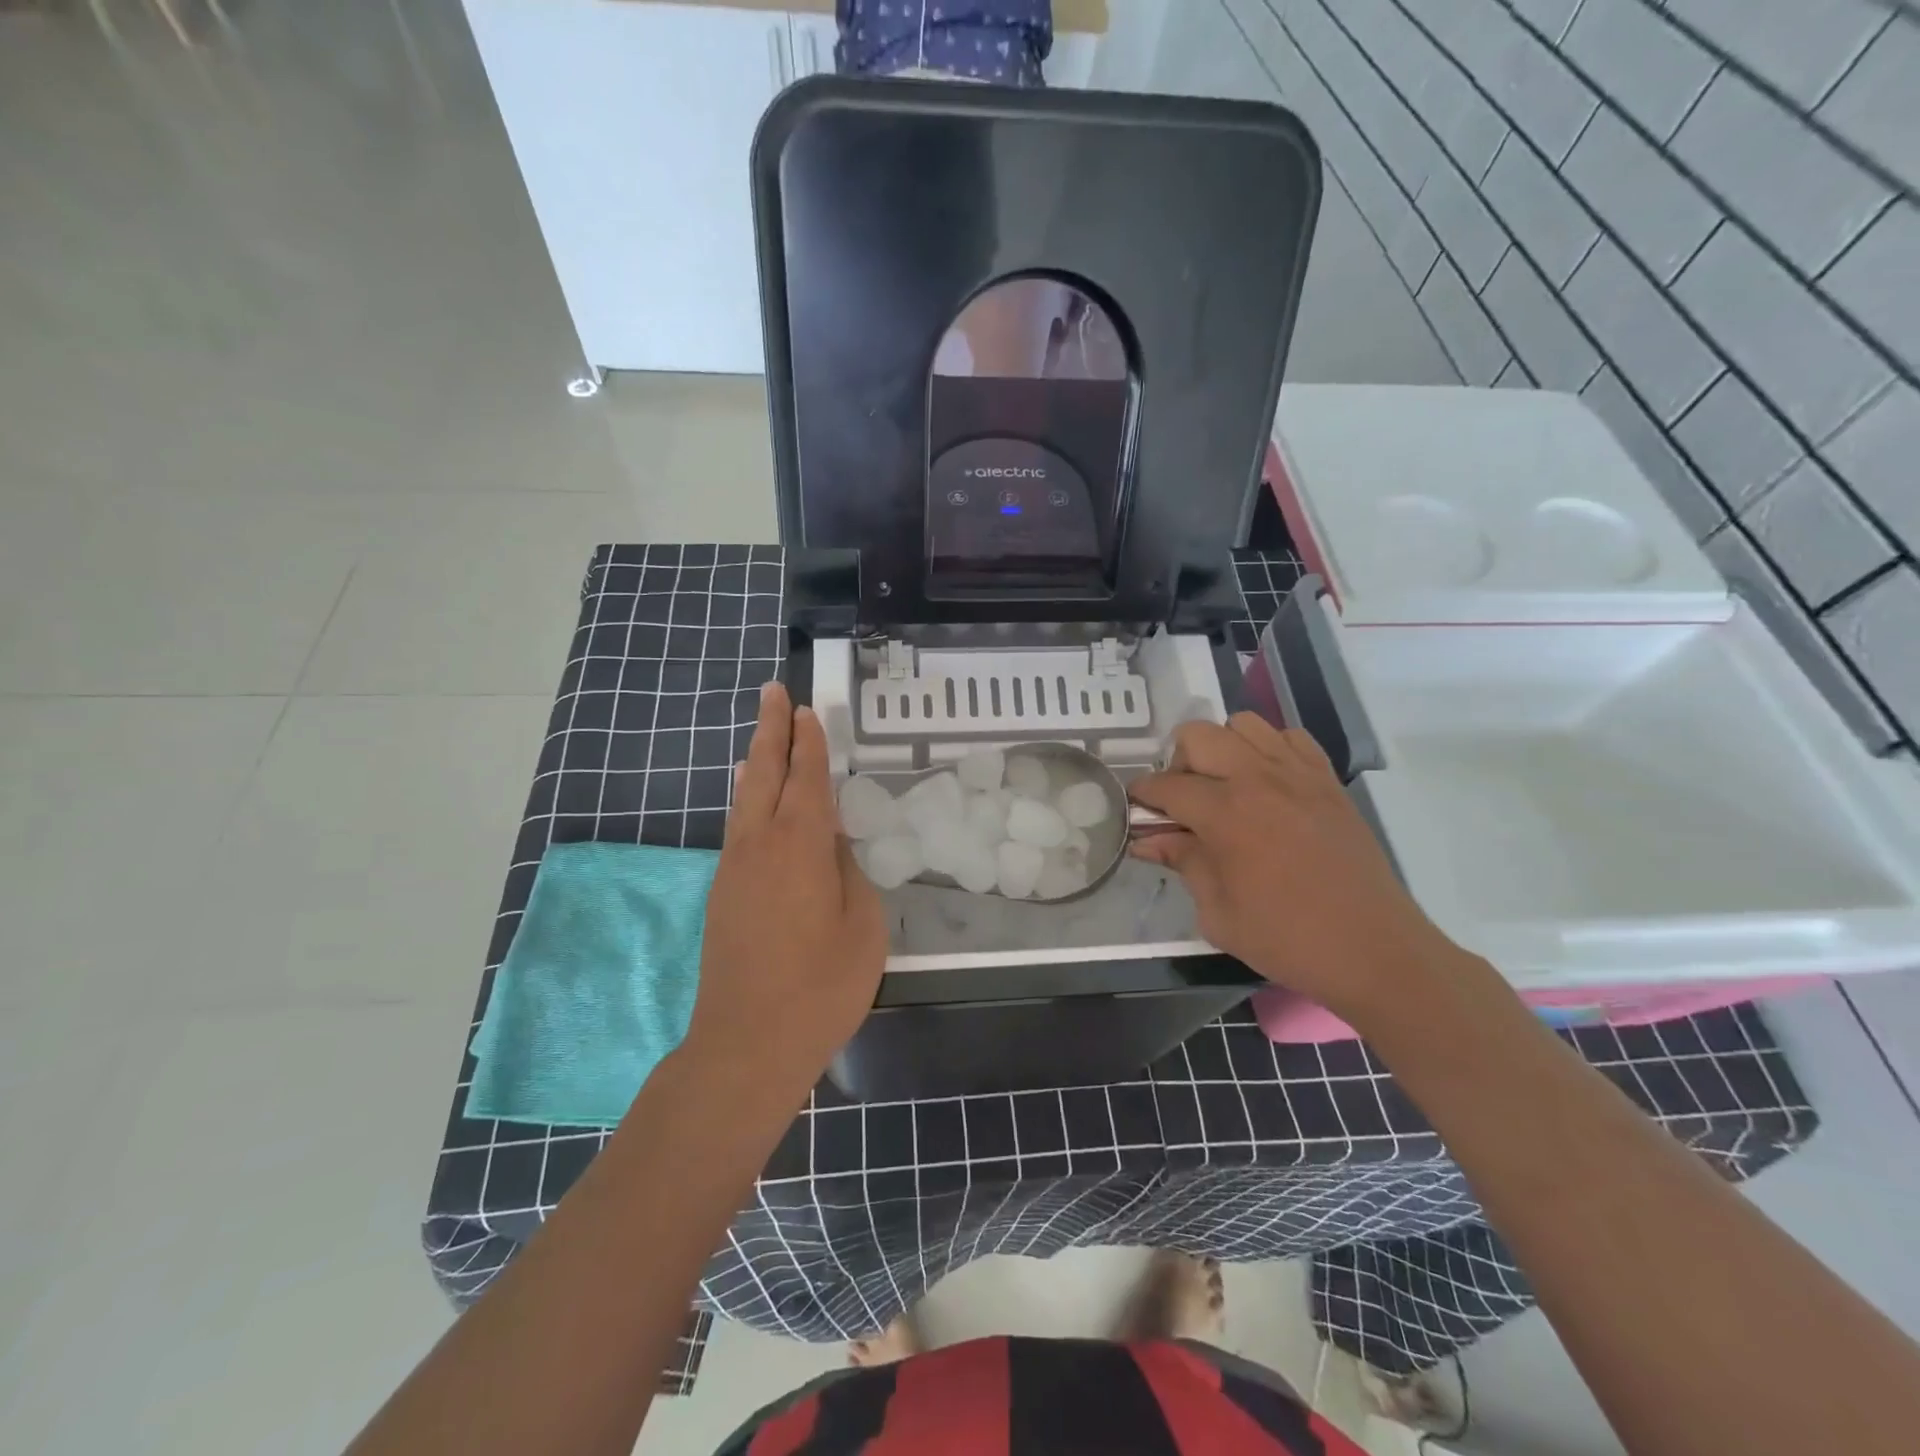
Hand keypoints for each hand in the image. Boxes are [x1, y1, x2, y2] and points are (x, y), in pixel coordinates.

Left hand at [682, 682, 886, 1099]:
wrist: (747, 1043)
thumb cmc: (821, 985)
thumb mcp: (861, 925)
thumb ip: (847, 873)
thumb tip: (830, 845)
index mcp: (800, 844)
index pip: (806, 777)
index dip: (808, 741)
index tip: (805, 709)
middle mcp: (759, 844)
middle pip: (764, 773)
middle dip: (770, 731)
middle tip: (773, 692)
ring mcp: (734, 869)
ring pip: (744, 800)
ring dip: (755, 763)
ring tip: (761, 738)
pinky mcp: (722, 894)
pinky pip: (737, 828)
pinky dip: (746, 800)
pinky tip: (750, 801)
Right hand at [1129, 714, 1465, 1027]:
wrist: (1372, 949)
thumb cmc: (1286, 938)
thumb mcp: (1217, 912)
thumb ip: (1183, 863)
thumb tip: (1148, 840)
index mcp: (1225, 814)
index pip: (1166, 786)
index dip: (1142, 795)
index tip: (1135, 808)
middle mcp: (1258, 779)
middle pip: (1199, 735)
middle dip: (1178, 762)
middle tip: (1183, 800)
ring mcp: (1298, 774)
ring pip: (1244, 724)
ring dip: (1223, 748)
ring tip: (1225, 786)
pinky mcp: (1328, 780)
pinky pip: (1290, 737)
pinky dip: (1269, 749)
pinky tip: (1267, 783)